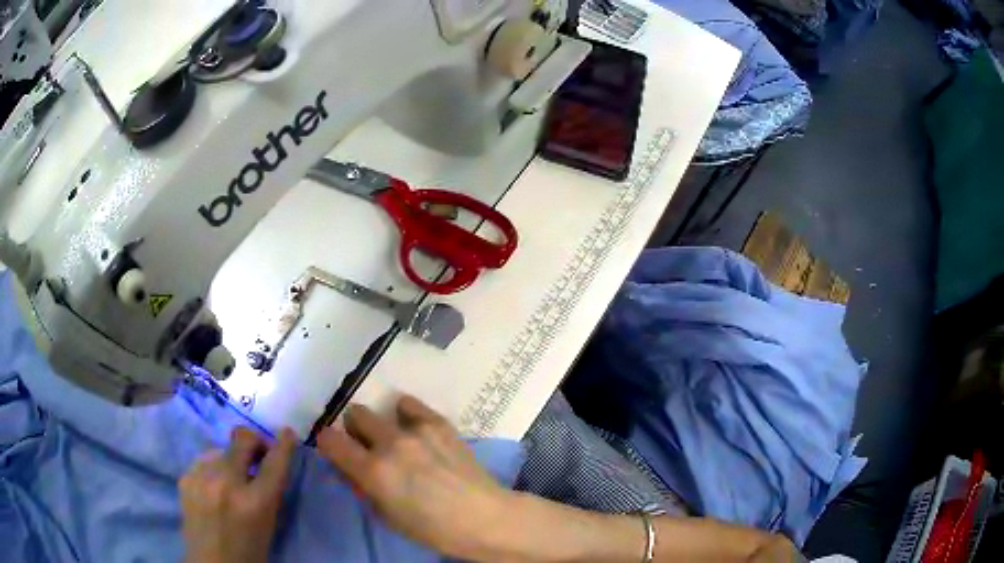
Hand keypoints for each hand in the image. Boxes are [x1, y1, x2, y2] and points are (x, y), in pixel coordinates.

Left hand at [179, 427, 296, 562]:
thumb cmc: (249, 550)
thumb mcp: (268, 523)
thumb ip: (269, 492)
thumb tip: (269, 462)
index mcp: (254, 502)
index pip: (274, 462)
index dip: (283, 444)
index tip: (287, 433)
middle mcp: (226, 483)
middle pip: (243, 439)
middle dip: (255, 441)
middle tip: (258, 454)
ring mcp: (201, 478)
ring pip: (221, 448)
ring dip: (231, 458)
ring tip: (232, 478)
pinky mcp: (185, 478)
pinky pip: (204, 460)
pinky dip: (213, 468)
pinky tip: (214, 485)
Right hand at [316, 396, 512, 559]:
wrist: (483, 517)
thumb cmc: (432, 529)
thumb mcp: (386, 516)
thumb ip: (362, 486)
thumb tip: (349, 466)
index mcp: (373, 471)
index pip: (330, 440)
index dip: (328, 443)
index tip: (334, 449)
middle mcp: (390, 444)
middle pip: (355, 415)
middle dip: (355, 430)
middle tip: (367, 446)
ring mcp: (416, 430)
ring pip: (380, 408)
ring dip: (380, 424)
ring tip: (396, 440)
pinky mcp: (439, 423)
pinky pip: (410, 404)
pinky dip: (406, 415)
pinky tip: (416, 431)